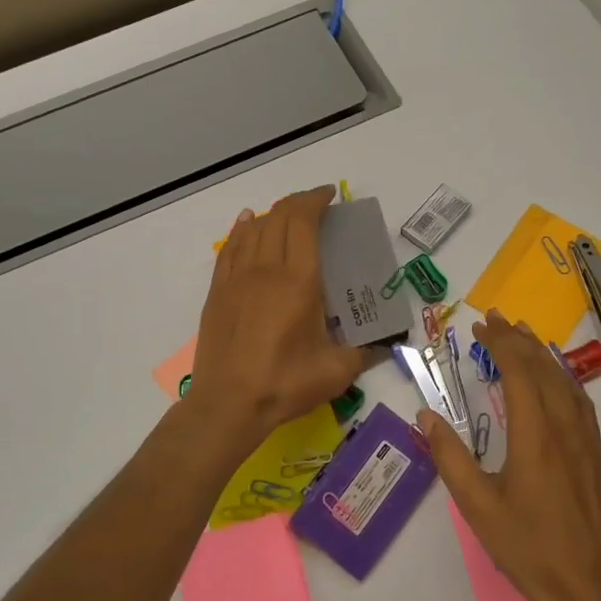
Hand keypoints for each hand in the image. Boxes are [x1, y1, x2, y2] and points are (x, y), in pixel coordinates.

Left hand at [190, 187, 372, 447]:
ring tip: (288, 215)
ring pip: (254, 229)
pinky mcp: (218, 292)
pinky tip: (247, 223)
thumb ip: (364, 353)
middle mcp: (266, 270)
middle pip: (280, 219)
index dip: (316, 201)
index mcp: (299, 281)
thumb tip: (382, 346)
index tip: (330, 195)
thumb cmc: (285, 384)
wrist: (229, 404)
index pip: (304, 223)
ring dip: (273, 214)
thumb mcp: (336, 372)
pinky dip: (242, 230)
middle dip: (299, 203)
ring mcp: (237, 279)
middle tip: (316, 205)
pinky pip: (230, 248)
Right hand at [420, 310, 600, 600]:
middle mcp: (564, 427)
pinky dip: (562, 377)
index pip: (519, 371)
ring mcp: (585, 440)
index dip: (500, 343)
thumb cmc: (528, 547)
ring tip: (523, 336)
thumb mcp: (477, 506)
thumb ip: (450, 457)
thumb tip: (426, 416)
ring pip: (565, 381)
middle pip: (543, 368)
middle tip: (496, 318)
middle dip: (519, 339)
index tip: (480, 325)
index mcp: (534, 435)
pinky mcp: (594, 454)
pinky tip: (555, 380)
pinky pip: (579, 399)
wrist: (589, 587)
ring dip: (542, 353)